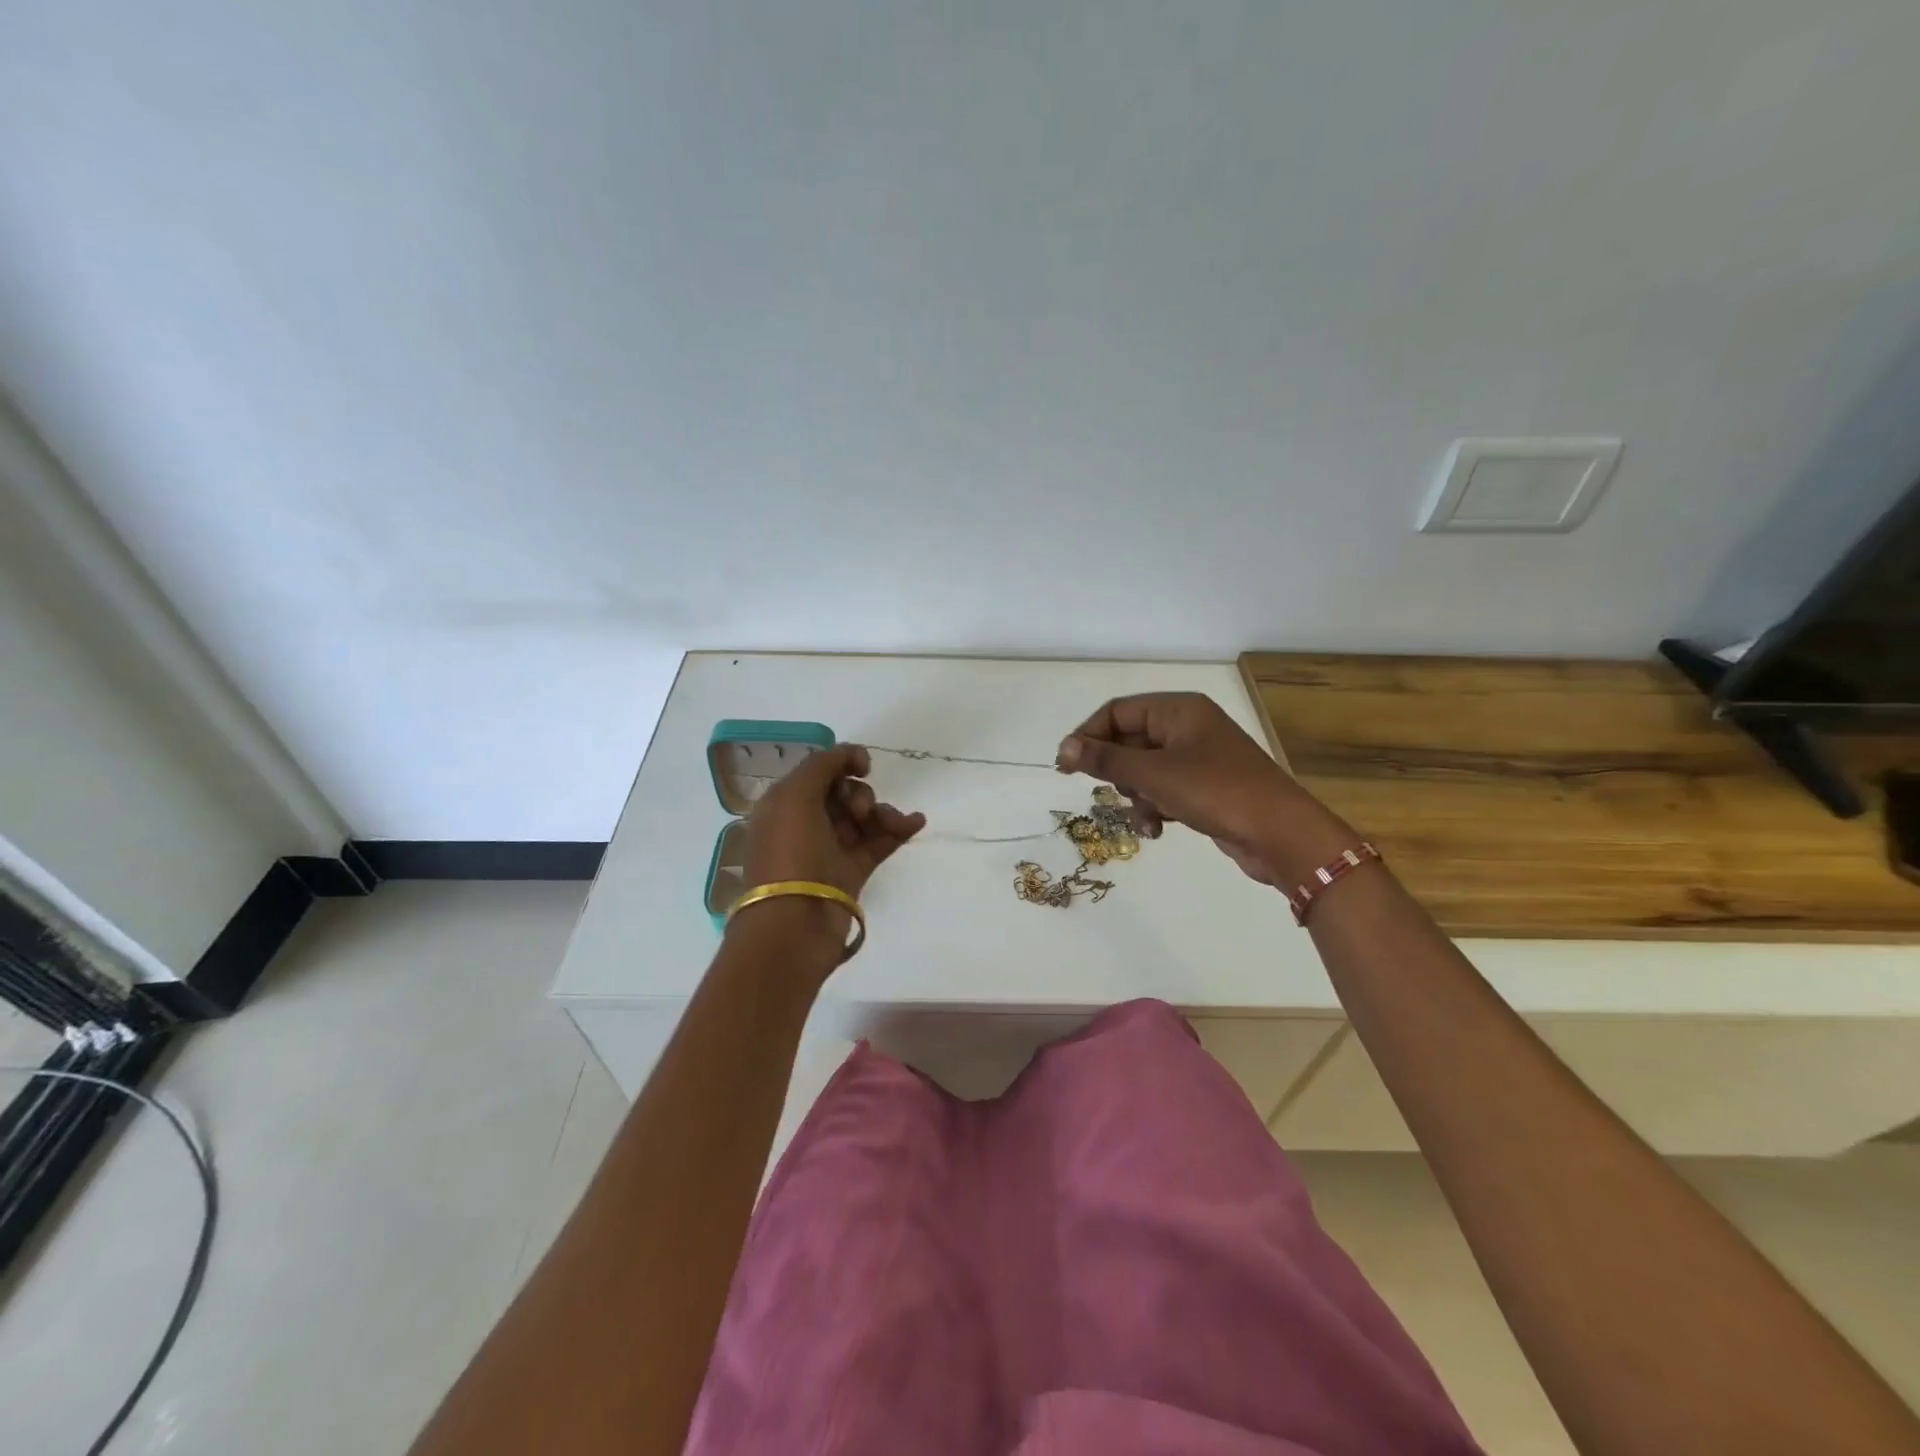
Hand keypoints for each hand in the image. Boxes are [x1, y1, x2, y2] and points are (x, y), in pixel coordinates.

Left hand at [735, 744, 924, 963]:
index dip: (842, 763)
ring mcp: (830, 848)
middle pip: (843, 793)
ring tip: (893, 822)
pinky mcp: (852, 871)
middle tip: (859, 811)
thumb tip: (851, 756)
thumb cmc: (791, 853)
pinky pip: (879, 841)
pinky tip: (916, 822)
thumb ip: (823, 765)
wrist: (795, 923)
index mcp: (785, 804)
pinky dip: (898, 829)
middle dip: (860, 794)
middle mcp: (805, 823)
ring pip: (864, 817)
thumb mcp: (795, 796)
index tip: (863, 767)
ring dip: (883, 812)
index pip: (818, 773)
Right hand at [1055, 693, 1354, 886]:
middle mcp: (1187, 727)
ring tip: (1145, 817)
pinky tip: (1157, 831)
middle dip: (1117, 772)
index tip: (1065, 766)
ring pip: (1144, 770)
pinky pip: (1163, 790)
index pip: (1117, 712)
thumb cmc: (1216, 792)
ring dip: (1136, 796)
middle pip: (1129, 741)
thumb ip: (1106, 760)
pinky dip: (1154, 807)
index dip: (1087, 735)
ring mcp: (1197, 758)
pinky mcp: (1204, 787)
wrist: (1281, 835)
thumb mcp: (1154, 775)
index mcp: (1178, 710)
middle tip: (1108, 793)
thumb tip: (1064, 748)